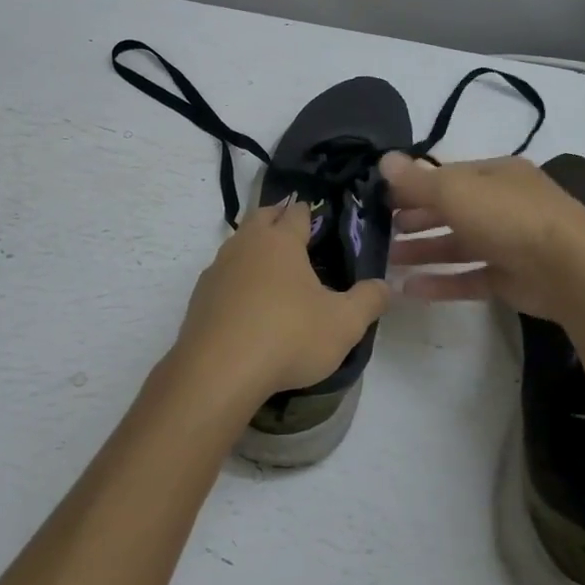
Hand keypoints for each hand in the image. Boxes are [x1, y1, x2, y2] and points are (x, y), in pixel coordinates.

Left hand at [168, 198, 389, 407]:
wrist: (219, 372)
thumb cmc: (289, 337)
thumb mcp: (344, 323)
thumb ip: (369, 300)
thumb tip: (385, 285)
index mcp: (280, 241)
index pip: (296, 212)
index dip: (310, 213)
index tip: (321, 224)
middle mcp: (245, 245)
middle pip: (261, 217)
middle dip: (278, 219)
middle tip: (297, 237)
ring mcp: (217, 269)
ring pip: (238, 245)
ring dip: (254, 250)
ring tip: (274, 272)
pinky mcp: (200, 297)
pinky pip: (223, 277)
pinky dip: (237, 281)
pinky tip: (248, 305)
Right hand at [381, 152, 584, 322]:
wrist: (570, 270)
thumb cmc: (509, 217)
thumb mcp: (456, 191)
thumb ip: (417, 180)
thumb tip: (384, 159)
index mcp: (496, 175)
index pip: (447, 176)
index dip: (413, 186)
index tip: (381, 200)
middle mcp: (504, 205)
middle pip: (452, 210)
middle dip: (416, 219)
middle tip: (381, 231)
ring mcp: (510, 244)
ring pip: (458, 245)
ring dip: (423, 251)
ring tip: (387, 261)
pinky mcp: (512, 280)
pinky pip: (470, 278)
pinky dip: (441, 283)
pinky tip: (409, 290)